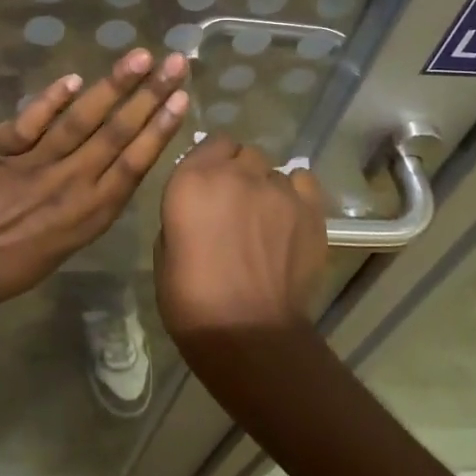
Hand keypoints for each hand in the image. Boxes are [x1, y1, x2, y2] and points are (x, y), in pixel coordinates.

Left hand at [0, 49, 189, 312]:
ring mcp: (35, 164)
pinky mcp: (1, 149)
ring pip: (81, 120)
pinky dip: (51, 99)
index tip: (182, 98)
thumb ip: (96, 202)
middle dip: (150, 94)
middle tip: (174, 62)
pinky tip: (73, 79)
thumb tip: (120, 163)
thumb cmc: (15, 263)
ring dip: (113, 86)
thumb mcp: (70, 243)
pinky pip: (31, 121)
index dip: (160, 128)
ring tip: (139, 58)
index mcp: (91, 212)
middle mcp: (70, 184)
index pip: (135, 162)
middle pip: (117, 133)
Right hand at [155, 134, 326, 348]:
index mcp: (193, 179)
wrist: (248, 333)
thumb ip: (183, 214)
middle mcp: (237, 173)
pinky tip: (290, 218)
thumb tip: (199, 209)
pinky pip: (303, 182)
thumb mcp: (165, 251)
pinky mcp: (310, 208)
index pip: (212, 142)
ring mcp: (278, 188)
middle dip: (240, 173)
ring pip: (274, 171)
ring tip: (266, 221)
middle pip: (245, 154)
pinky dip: (296, 194)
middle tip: (236, 206)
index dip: (213, 162)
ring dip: (267, 188)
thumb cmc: (191, 300)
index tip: (210, 185)